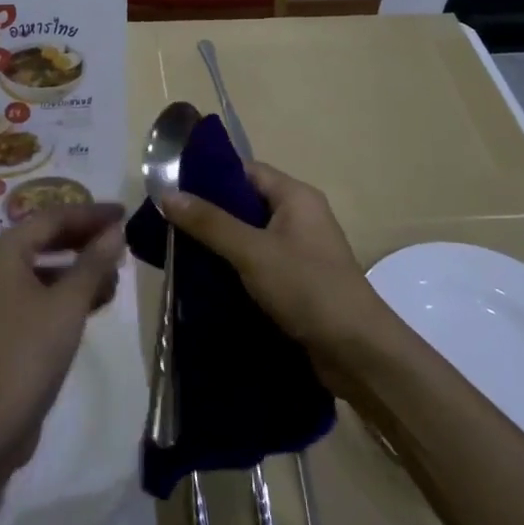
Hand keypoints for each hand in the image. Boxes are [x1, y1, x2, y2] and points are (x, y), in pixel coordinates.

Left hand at [0, 203, 126, 468]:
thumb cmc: (28, 355)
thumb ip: (94, 262)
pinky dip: (56, 295)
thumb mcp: (69, 304)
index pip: (50, 218)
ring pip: (34, 271)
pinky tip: (87, 306)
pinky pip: (26, 297)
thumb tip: (115, 232)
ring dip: (73, 272)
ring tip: (111, 281)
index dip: (90, 214)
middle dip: (82, 243)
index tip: (124, 214)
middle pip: (40, 241)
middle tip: (119, 245)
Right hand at [160, 164, 387, 380]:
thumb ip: (210, 223)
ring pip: (249, 236)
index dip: (210, 176)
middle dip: (209, 214)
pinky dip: (233, 268)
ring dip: (219, 244)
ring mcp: (299, 251)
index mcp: (296, 197)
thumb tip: (166, 193)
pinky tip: (204, 280)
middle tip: (167, 223)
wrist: (357, 352)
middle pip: (245, 204)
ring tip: (177, 251)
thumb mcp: (253, 252)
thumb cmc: (308, 288)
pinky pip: (257, 264)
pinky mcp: (296, 282)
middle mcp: (299, 217)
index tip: (172, 188)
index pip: (246, 171)